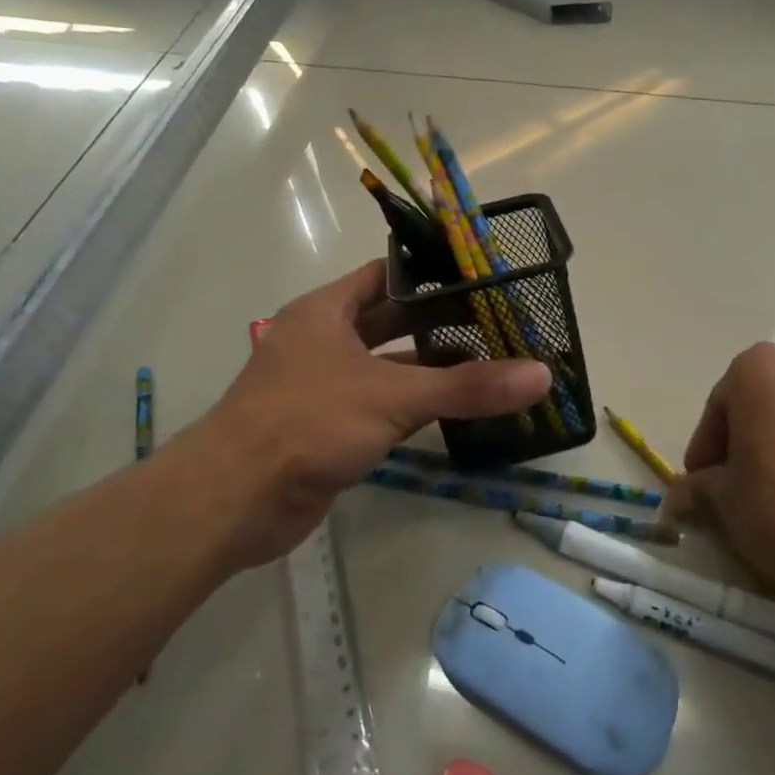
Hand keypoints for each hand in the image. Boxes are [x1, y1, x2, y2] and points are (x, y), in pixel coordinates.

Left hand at [174, 260, 551, 568]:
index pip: (387, 275)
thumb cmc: (308, 423)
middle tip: (497, 324)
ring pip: (386, 365)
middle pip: (390, 321)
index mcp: (326, 311)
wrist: (234, 499)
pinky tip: (454, 410)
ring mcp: (322, 385)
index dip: (432, 275)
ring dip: (429, 367)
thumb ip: (469, 388)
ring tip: (488, 365)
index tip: (482, 279)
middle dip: (440, 323)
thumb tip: (540, 376)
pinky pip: (379, 403)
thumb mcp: (394, 397)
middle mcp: (322, 340)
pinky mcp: (326, 426)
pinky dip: (412, 404)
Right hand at [664, 343, 774, 598]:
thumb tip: (677, 497)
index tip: (700, 488)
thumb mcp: (727, 500)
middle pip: (754, 410)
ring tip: (767, 503)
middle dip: (739, 450)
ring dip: (773, 455)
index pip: (716, 410)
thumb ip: (698, 490)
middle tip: (729, 494)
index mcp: (757, 370)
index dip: (704, 453)